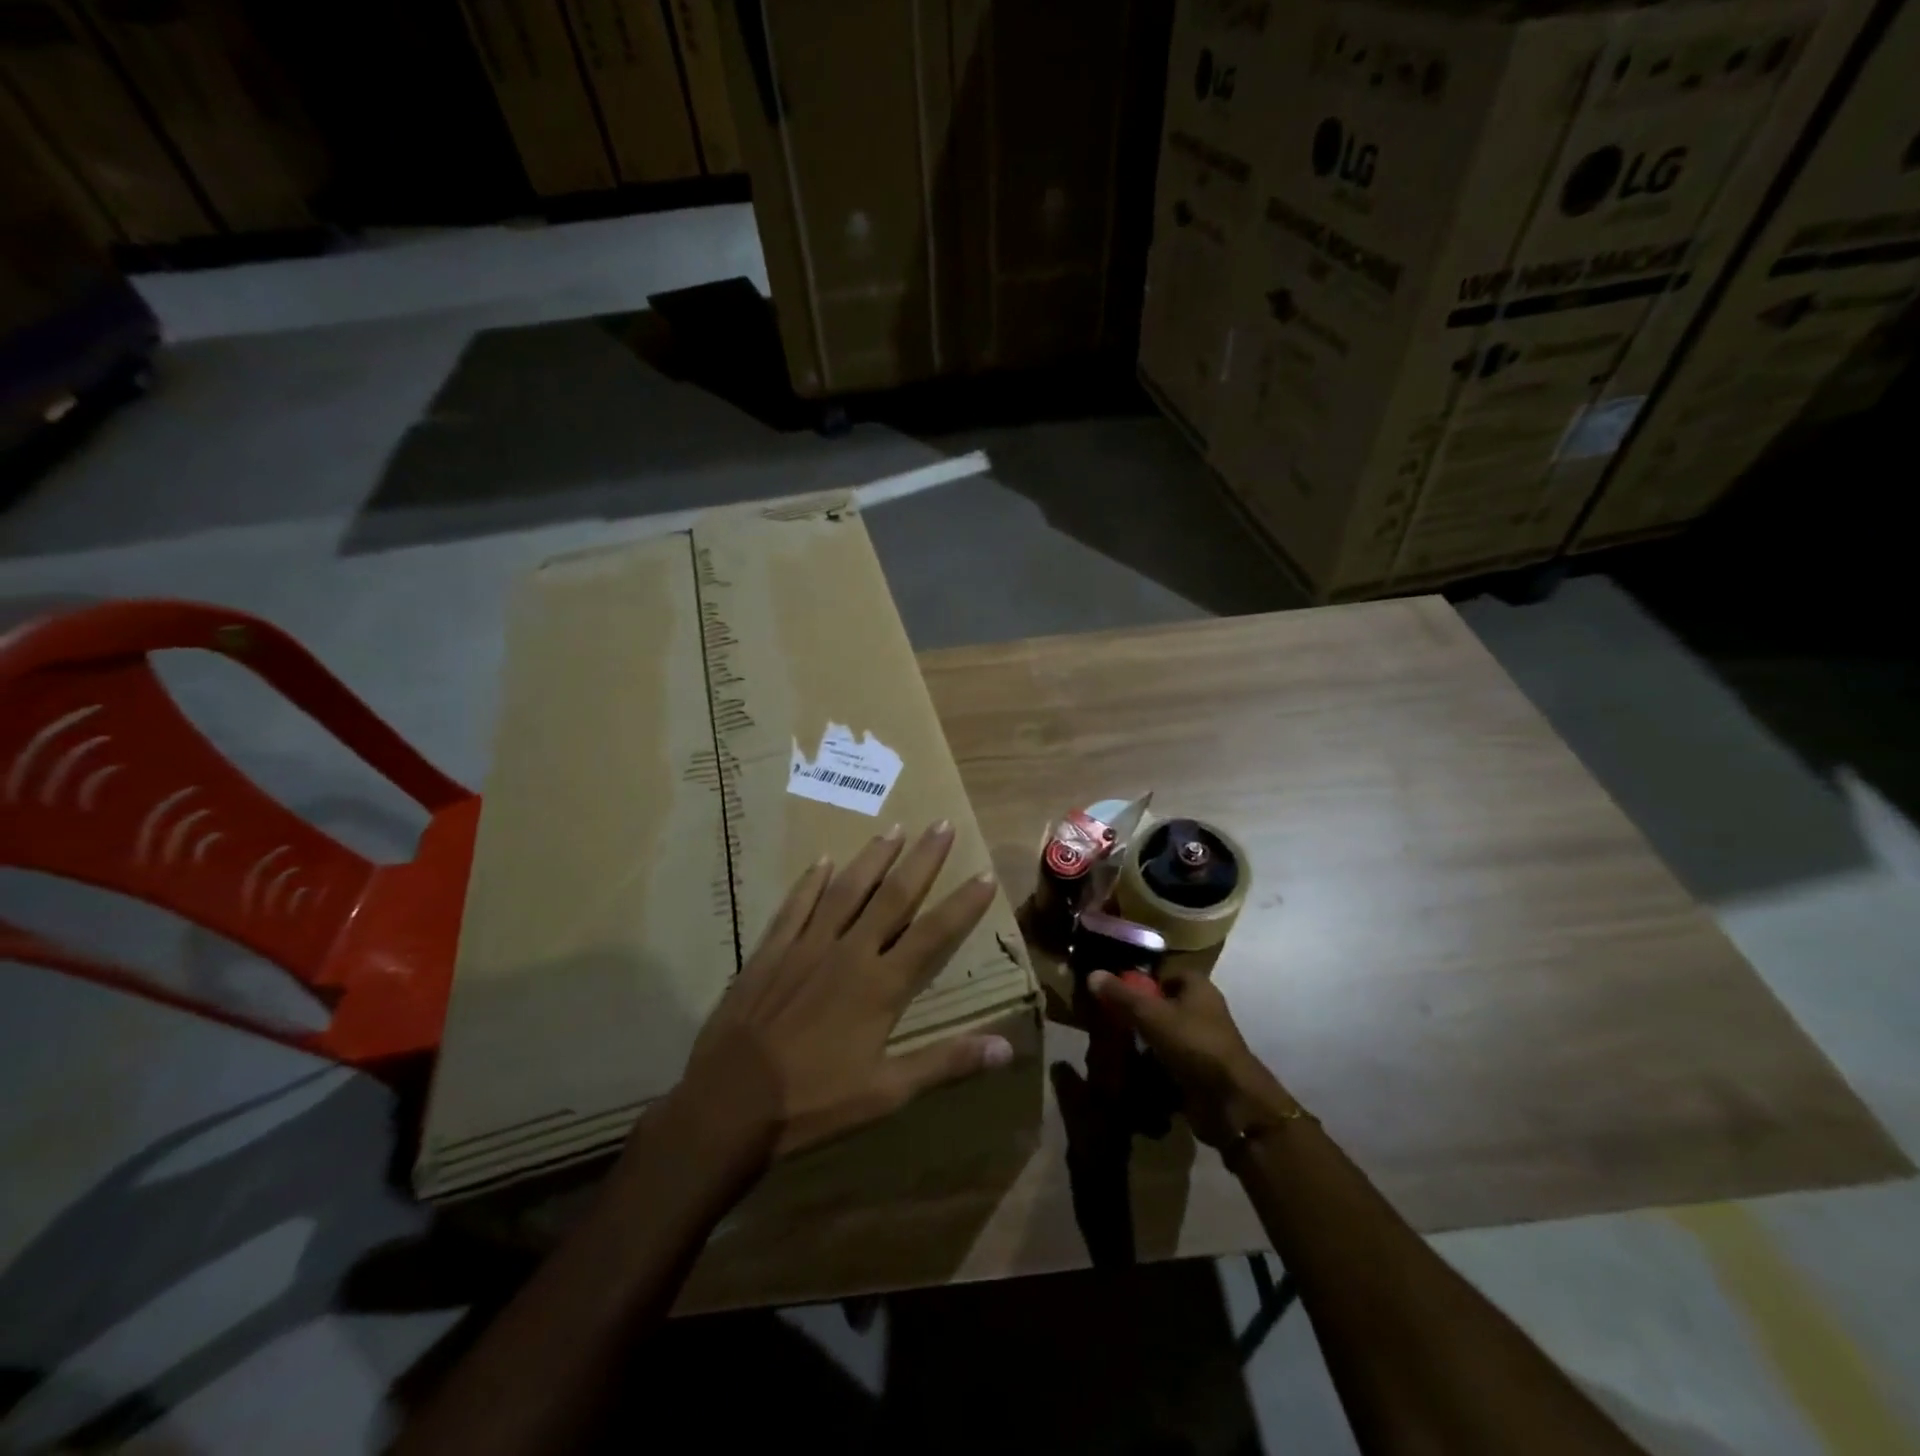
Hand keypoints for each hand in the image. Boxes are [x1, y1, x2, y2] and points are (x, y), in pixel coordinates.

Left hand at [667, 821, 1013, 1164]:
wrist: (730, 1103)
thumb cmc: (814, 1102)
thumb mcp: (887, 1092)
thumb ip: (946, 1063)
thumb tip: (1007, 1047)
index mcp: (881, 985)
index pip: (934, 933)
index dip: (963, 904)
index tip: (986, 873)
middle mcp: (849, 952)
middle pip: (894, 896)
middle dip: (922, 859)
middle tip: (942, 824)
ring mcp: (807, 946)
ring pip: (847, 890)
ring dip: (873, 858)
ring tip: (893, 828)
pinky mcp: (771, 951)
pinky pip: (796, 906)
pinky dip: (811, 882)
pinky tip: (822, 861)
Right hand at [1086, 965, 1289, 1146]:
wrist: (1230, 1102)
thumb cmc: (1193, 1044)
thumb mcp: (1151, 1015)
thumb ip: (1122, 995)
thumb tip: (1092, 973)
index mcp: (1198, 987)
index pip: (1164, 974)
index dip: (1141, 980)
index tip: (1115, 992)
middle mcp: (1203, 1009)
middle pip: (1163, 1004)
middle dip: (1138, 1013)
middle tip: (1110, 1020)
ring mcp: (1203, 1042)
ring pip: (1165, 1034)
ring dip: (1144, 1041)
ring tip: (1115, 1046)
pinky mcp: (1200, 1070)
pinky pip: (1170, 1060)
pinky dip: (1153, 1065)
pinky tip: (1132, 1070)